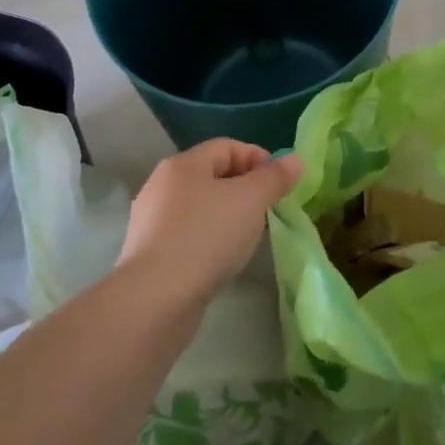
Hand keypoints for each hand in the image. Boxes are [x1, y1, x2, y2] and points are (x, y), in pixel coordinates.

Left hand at [120, 140, 302, 304]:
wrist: (156, 298)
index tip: (281, 184)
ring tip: (249, 237)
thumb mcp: (251, 201)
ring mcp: (152, 221)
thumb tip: (294, 159)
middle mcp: (162, 185)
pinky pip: (188, 234)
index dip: (259, 158)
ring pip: (201, 207)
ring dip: (228, 215)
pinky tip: (222, 259)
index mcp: (183, 164)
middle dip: (245, 188)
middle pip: (212, 175)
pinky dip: (210, 239)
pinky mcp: (150, 253)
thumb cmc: (206, 236)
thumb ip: (274, 178)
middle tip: (269, 210)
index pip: (227, 146)